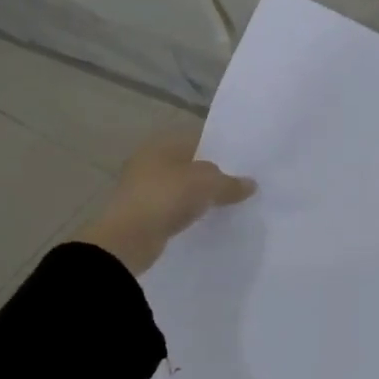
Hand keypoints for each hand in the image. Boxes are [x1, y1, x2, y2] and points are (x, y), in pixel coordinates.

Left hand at [71, 130, 255, 274]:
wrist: (127, 239)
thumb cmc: (167, 196)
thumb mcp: (208, 184)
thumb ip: (231, 182)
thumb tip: (251, 184)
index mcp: (163, 144)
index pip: (199, 139)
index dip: (222, 149)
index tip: (243, 162)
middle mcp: (149, 160)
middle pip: (190, 164)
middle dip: (212, 174)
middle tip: (240, 183)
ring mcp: (142, 188)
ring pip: (181, 187)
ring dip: (200, 195)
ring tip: (227, 203)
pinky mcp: (142, 213)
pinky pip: (173, 207)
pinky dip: (187, 211)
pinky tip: (206, 219)